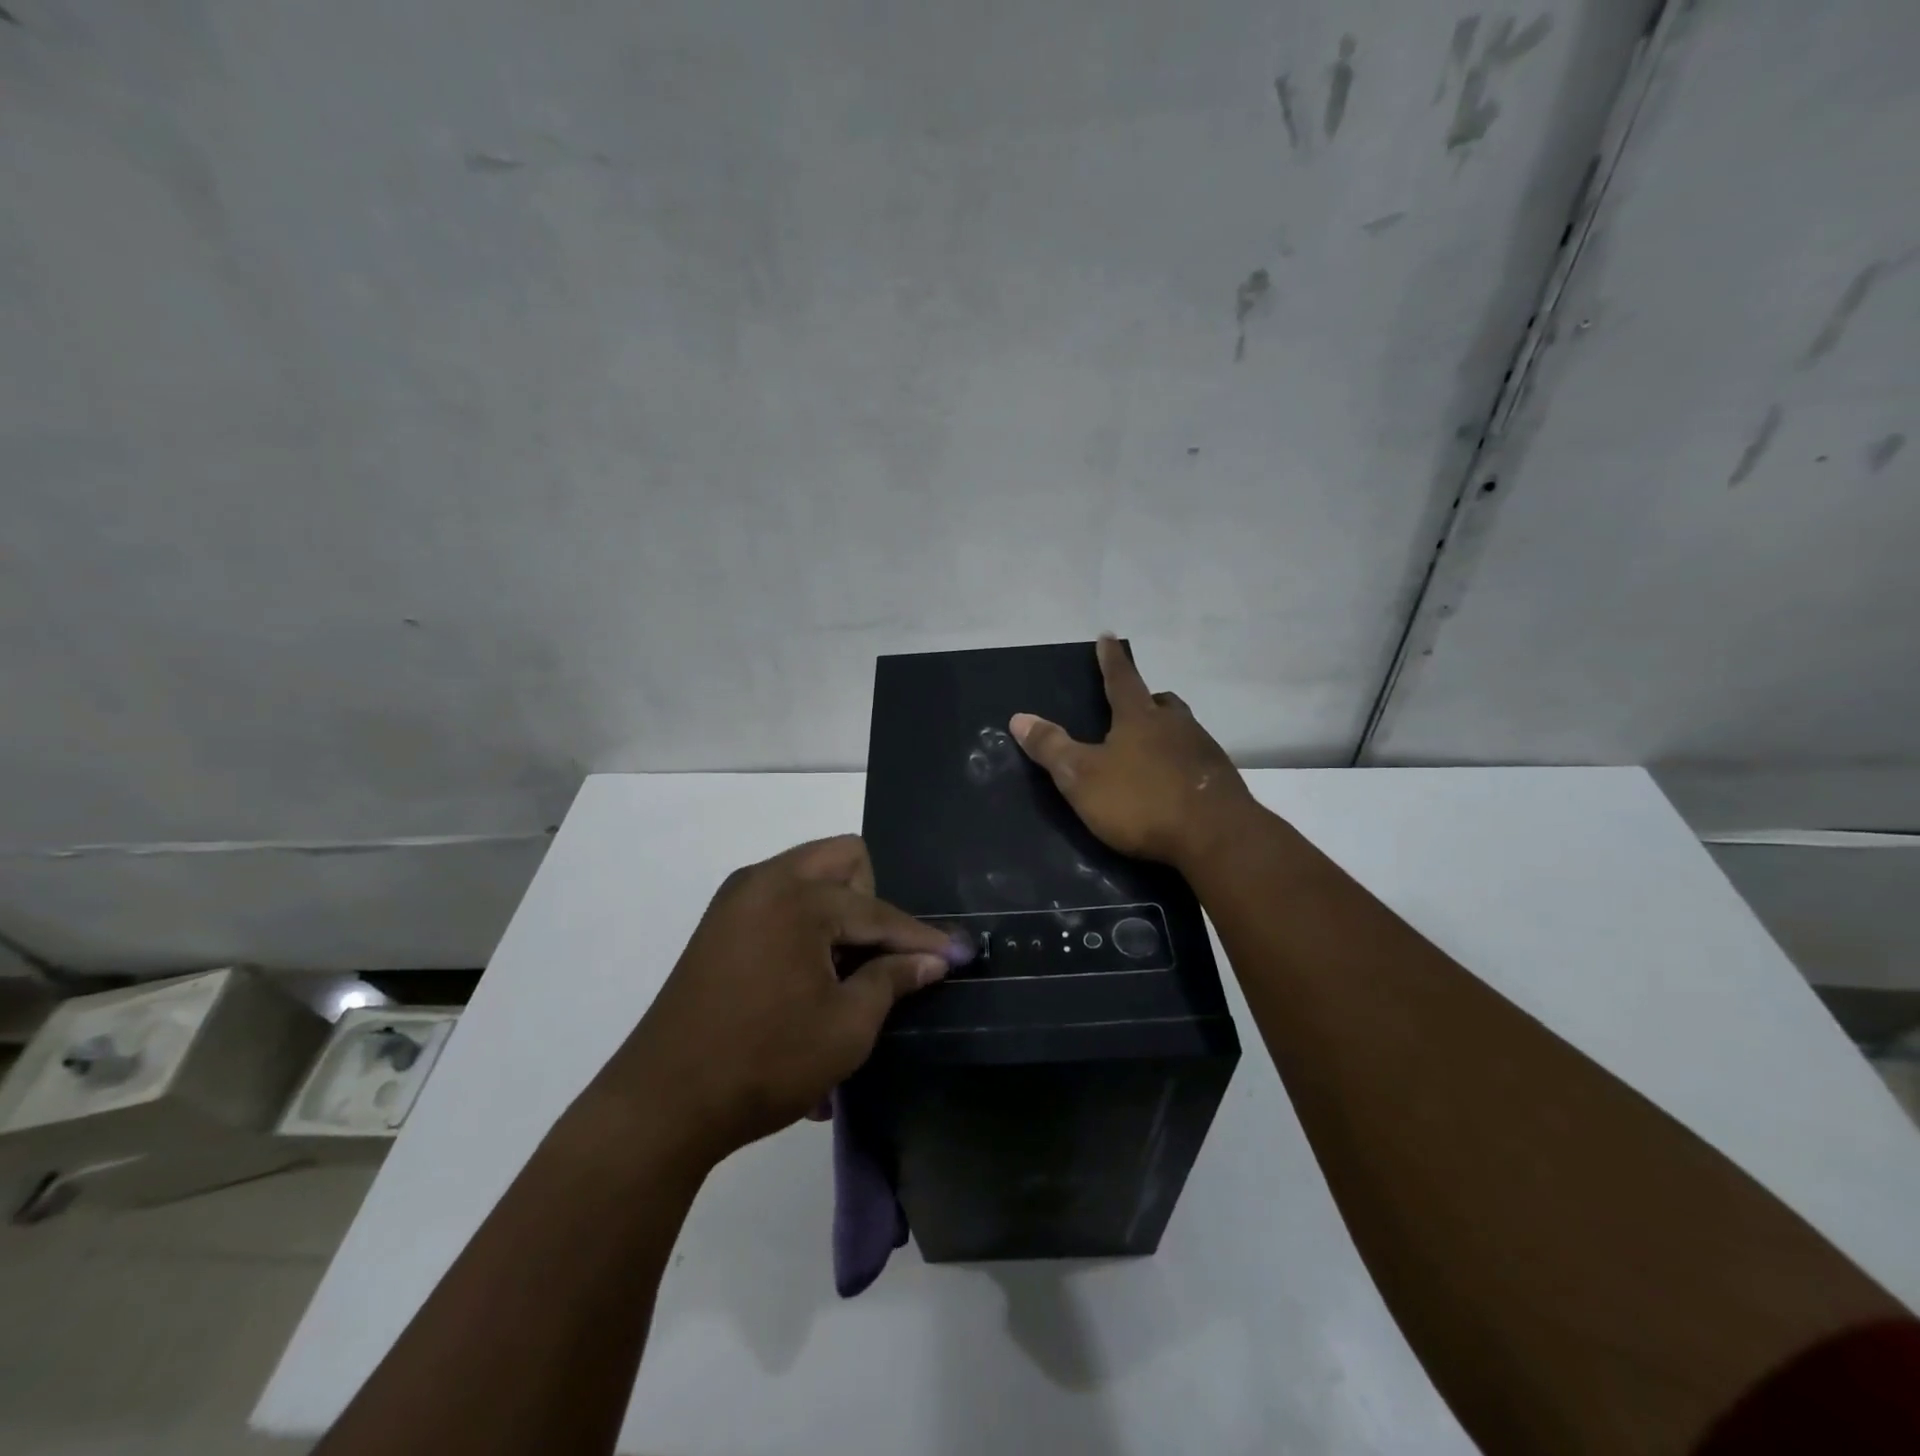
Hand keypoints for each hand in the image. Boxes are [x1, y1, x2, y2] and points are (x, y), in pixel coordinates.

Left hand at [595, 836, 967, 1165]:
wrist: (662, 1104)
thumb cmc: (765, 1062)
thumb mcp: (846, 1027)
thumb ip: (893, 980)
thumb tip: (932, 959)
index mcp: (798, 897)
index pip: (877, 910)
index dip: (921, 937)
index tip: (957, 954)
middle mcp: (765, 881)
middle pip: (843, 860)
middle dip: (872, 902)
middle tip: (880, 955)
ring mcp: (736, 900)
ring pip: (809, 877)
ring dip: (840, 913)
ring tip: (848, 971)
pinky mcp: (719, 925)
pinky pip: (781, 902)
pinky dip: (807, 925)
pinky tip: (812, 977)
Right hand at [1011, 634, 1256, 868]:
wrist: (1216, 837)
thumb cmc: (1141, 801)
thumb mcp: (1082, 777)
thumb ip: (1051, 748)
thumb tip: (1019, 717)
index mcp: (1139, 718)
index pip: (1121, 678)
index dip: (1110, 659)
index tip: (1108, 636)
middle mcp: (1175, 724)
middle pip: (1160, 702)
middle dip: (1145, 699)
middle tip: (1133, 706)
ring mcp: (1203, 750)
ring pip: (1182, 728)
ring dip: (1166, 731)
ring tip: (1151, 747)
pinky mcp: (1221, 779)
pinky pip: (1196, 758)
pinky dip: (1182, 762)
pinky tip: (1175, 782)